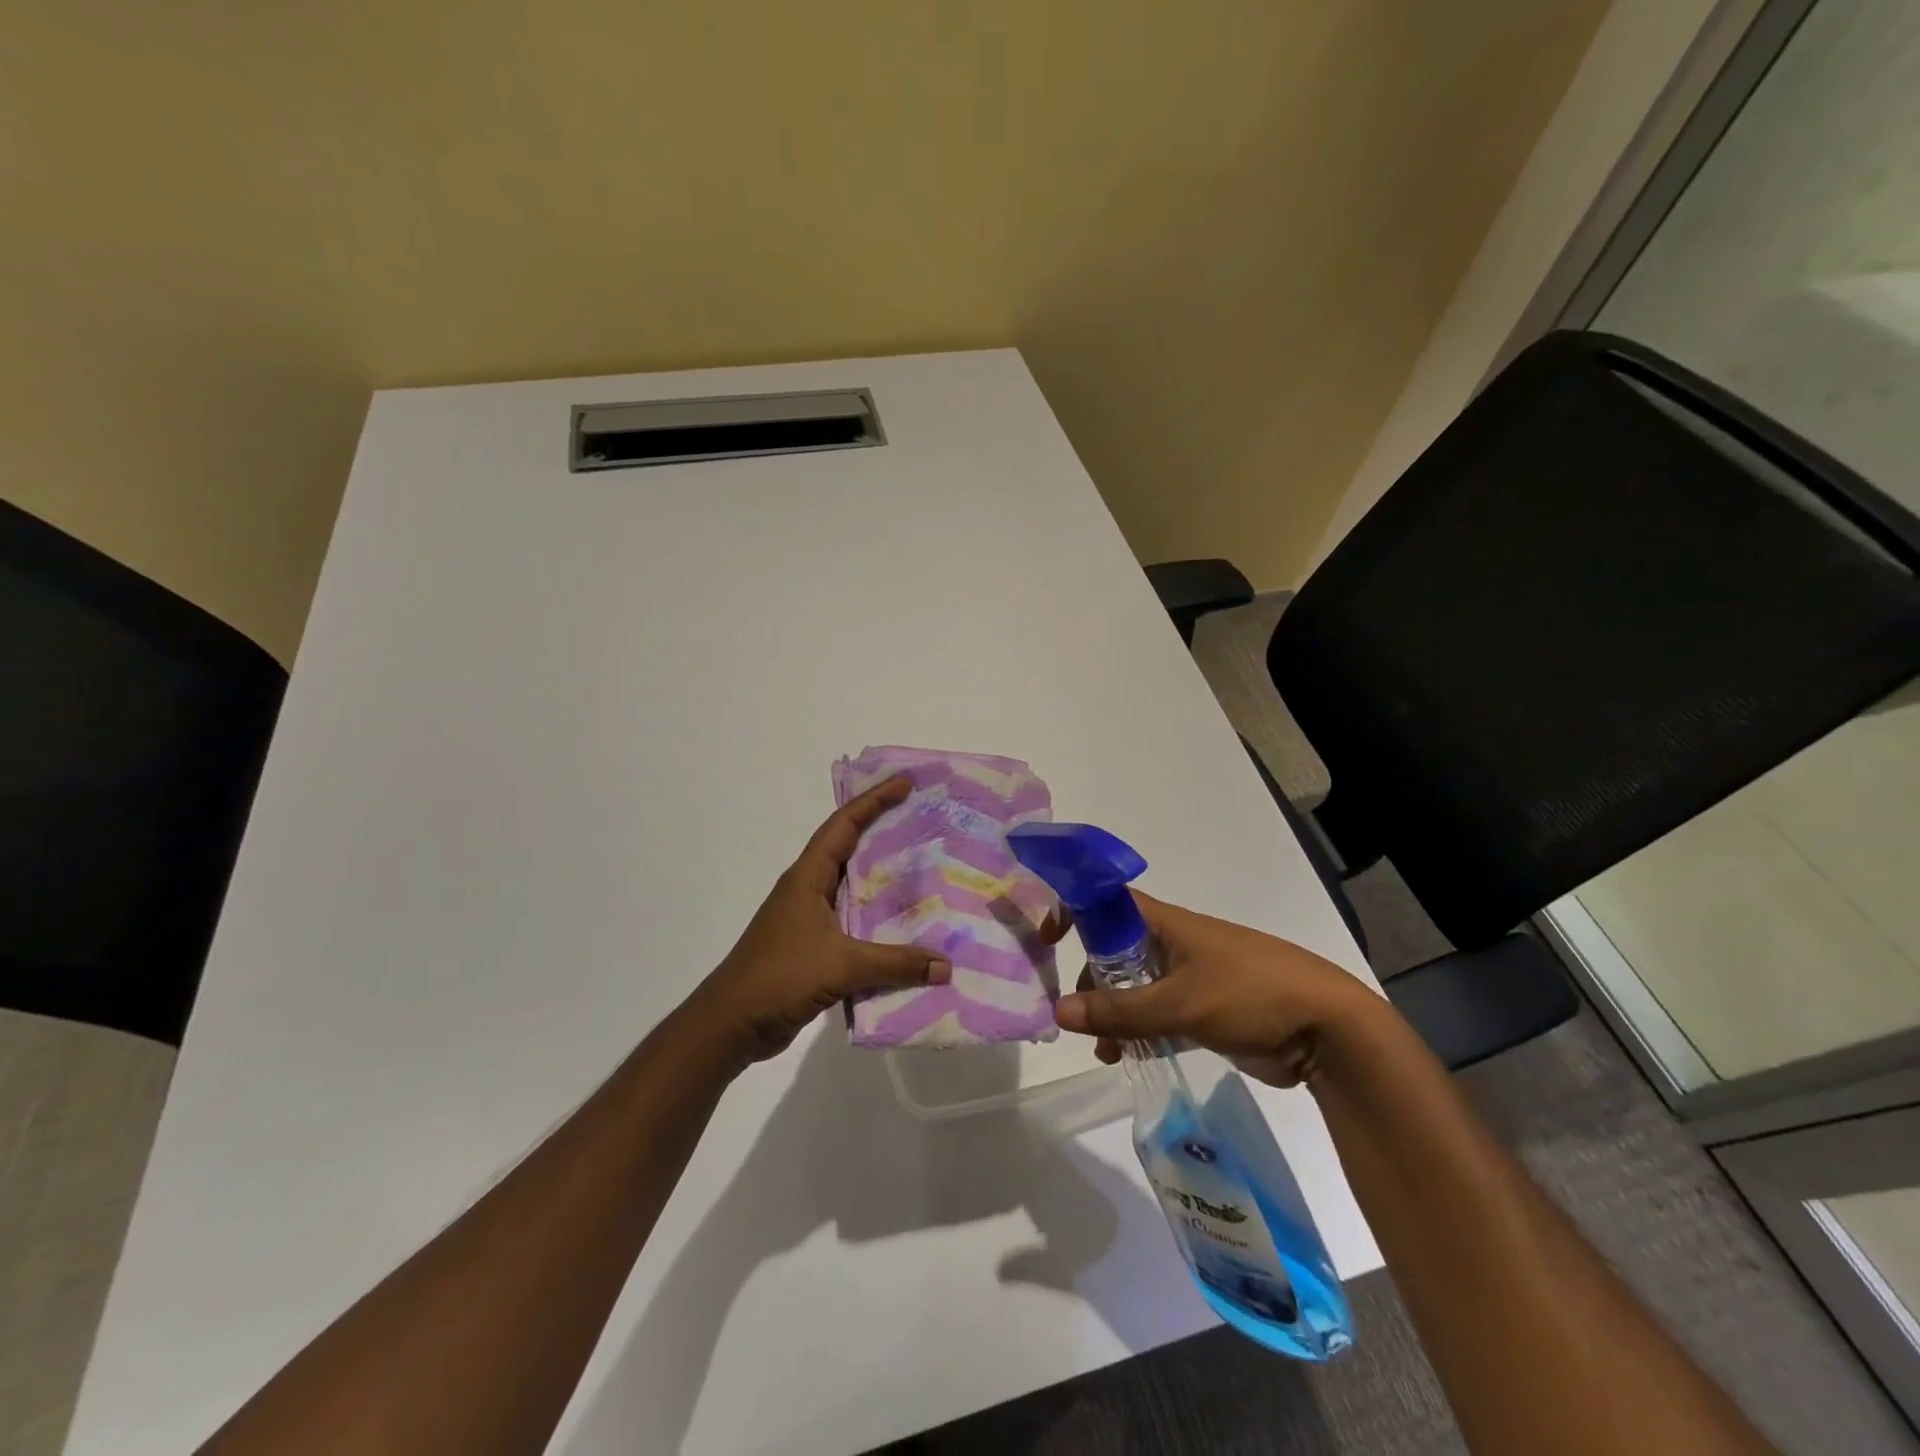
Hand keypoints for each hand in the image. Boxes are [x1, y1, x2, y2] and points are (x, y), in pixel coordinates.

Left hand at [687, 776, 951, 1065]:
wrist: (731, 1024)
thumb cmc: (779, 977)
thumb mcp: (841, 966)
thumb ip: (895, 963)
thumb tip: (945, 966)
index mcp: (807, 877)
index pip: (843, 826)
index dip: (874, 801)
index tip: (905, 784)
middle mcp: (808, 890)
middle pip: (850, 849)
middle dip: (884, 833)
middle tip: (924, 823)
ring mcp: (809, 919)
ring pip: (853, 889)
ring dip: (883, 880)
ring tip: (924, 871)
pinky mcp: (813, 947)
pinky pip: (853, 923)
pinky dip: (877, 921)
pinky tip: (905, 929)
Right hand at [1054, 891, 1383, 1086]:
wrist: (1328, 1028)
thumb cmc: (1251, 994)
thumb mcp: (1180, 1003)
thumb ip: (1119, 1011)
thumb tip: (1058, 1012)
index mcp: (1166, 923)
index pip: (1106, 901)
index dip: (1074, 910)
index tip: (1047, 942)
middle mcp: (1173, 944)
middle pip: (1114, 951)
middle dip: (1093, 982)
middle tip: (1082, 1018)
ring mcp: (1190, 977)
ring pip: (1135, 987)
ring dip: (1115, 1014)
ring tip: (1106, 1051)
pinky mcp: (1205, 1009)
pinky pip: (1158, 1014)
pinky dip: (1139, 1030)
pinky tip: (1128, 1057)